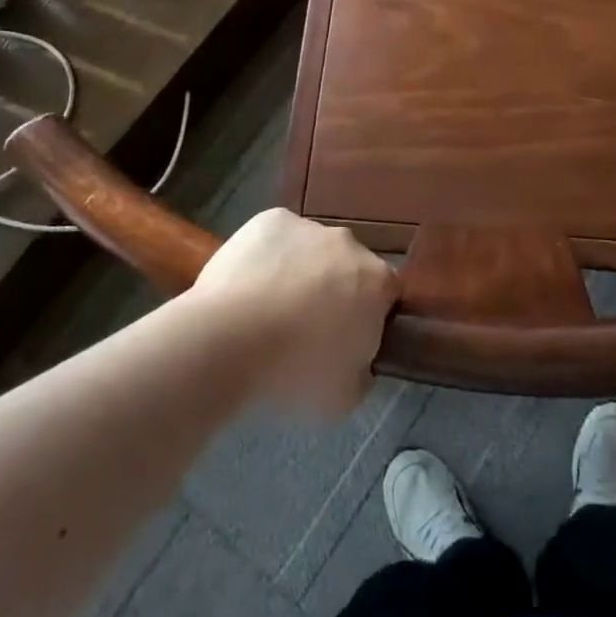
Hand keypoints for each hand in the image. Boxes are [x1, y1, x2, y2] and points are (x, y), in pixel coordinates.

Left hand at [192, 209, 399, 416]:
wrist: (229, 340)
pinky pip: (277, 237)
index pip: (386, 294)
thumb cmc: (293, 373)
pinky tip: (248, 285)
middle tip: (306, 327)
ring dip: (301, 271)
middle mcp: (349, 244)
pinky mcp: (270, 219)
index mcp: (377, 282)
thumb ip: (362, 372)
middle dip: (335, 289)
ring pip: (312, 249)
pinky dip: (269, 255)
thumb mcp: (344, 397)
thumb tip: (357, 361)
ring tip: (268, 308)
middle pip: (349, 266)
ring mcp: (308, 226)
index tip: (348, 340)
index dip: (369, 317)